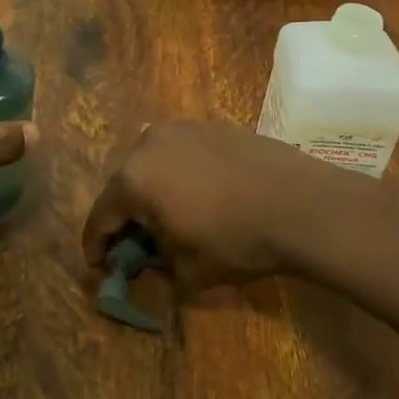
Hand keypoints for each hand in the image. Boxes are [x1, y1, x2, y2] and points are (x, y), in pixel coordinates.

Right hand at [79, 121, 380, 290]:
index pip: (100, 216)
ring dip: (153, 191)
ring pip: (152, 164)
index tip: (98, 266)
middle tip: (137, 242)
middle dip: (126, 215)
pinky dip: (181, 174)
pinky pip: (182, 153)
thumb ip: (158, 267)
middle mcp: (147, 144)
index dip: (96, 246)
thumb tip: (154, 261)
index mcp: (133, 180)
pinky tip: (202, 194)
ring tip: (171, 216)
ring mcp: (181, 129)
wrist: (302, 204)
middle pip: (124, 185)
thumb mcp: (189, 272)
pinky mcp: (211, 126)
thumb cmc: (237, 241)